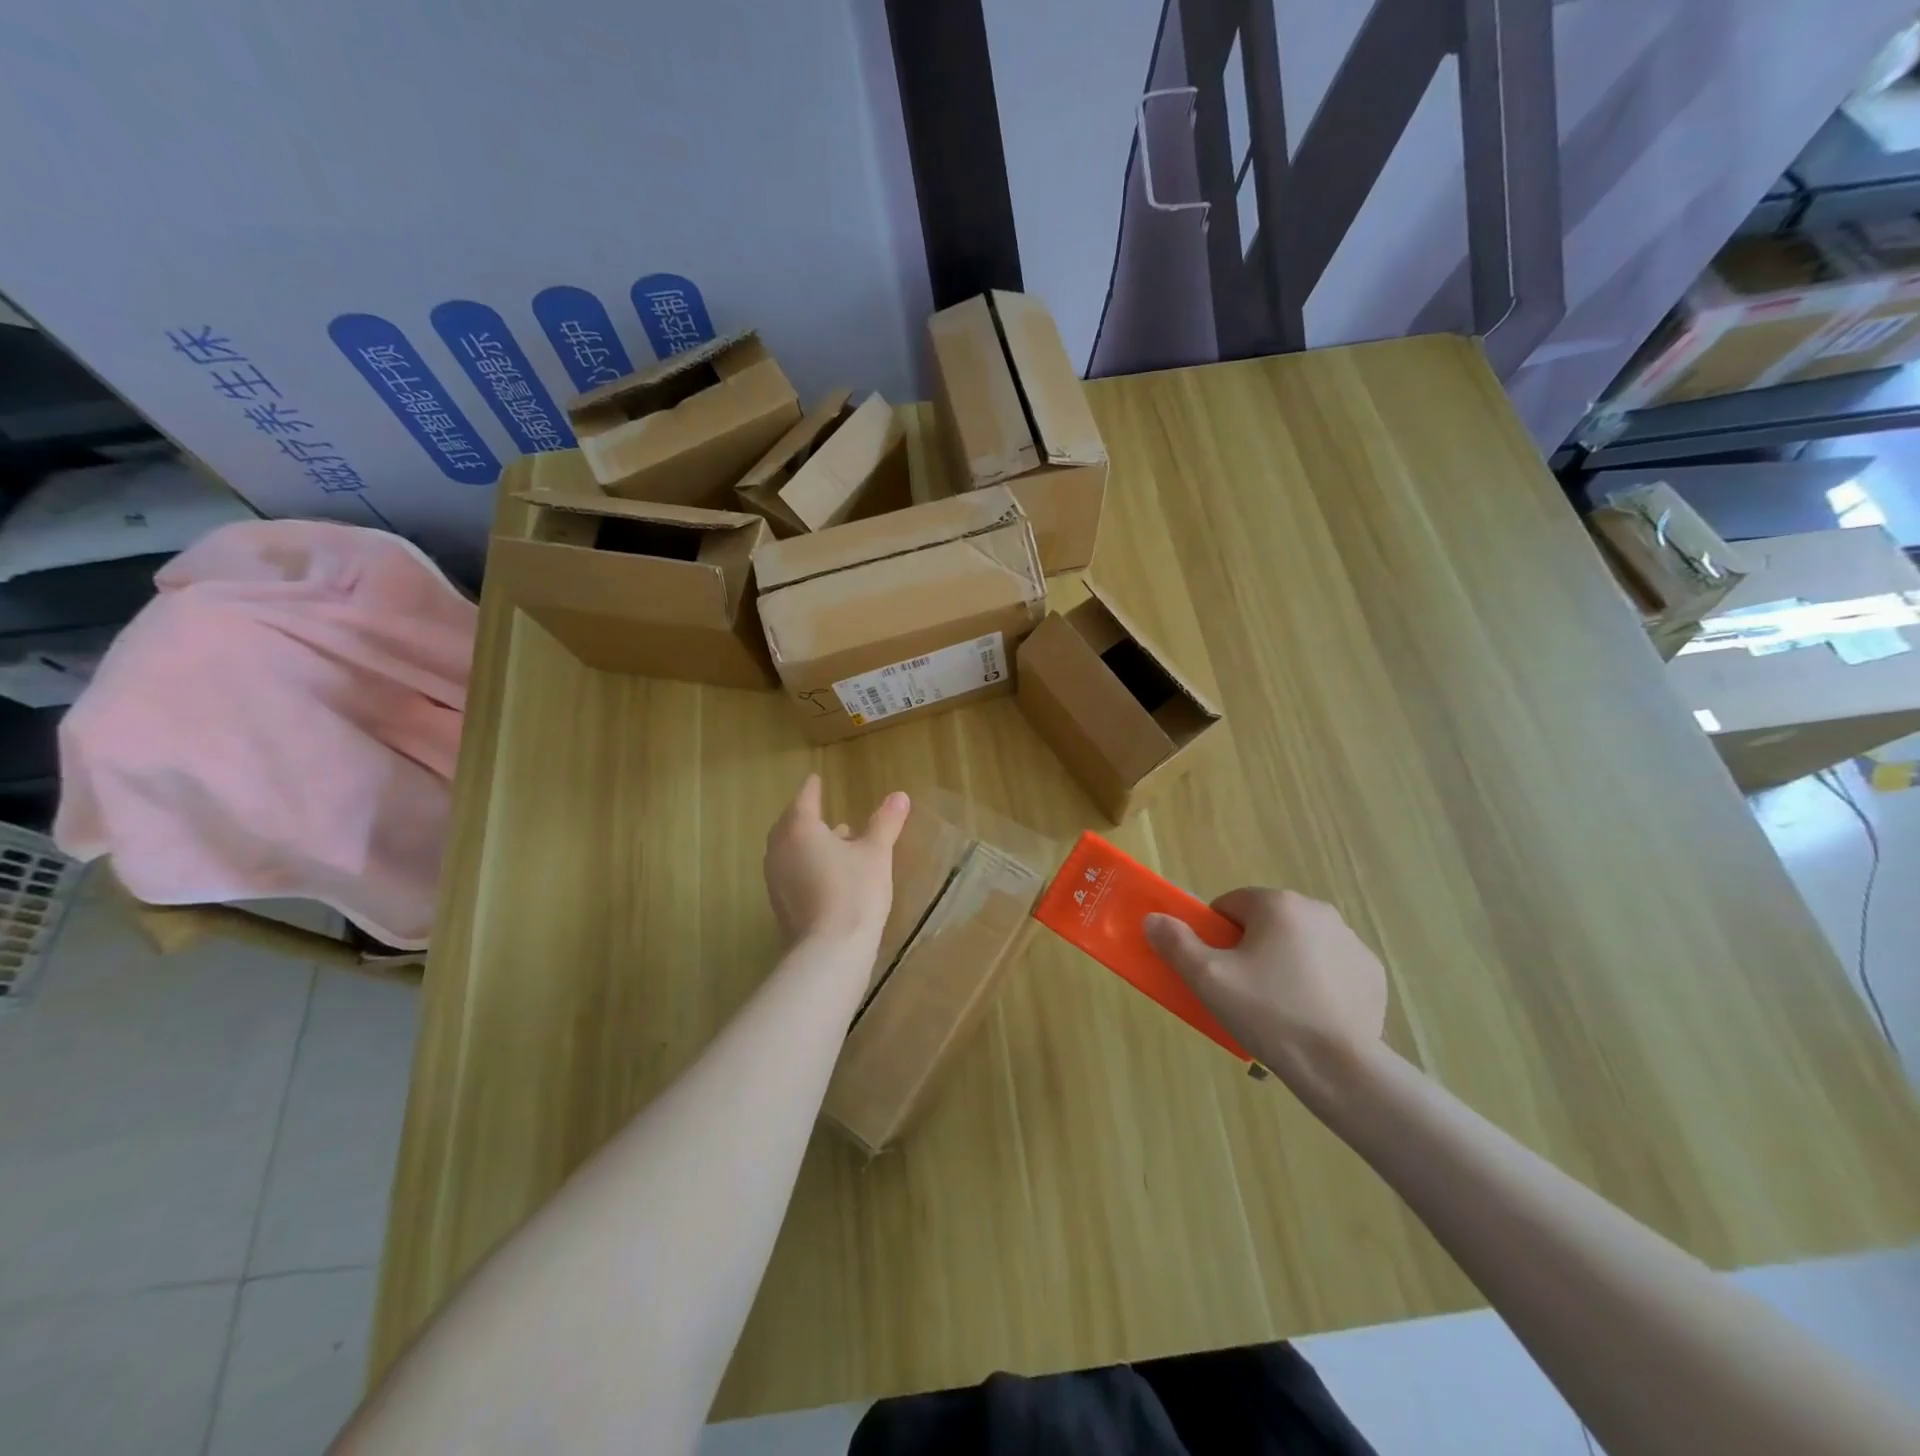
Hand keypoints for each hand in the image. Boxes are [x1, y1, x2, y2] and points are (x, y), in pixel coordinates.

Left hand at [763, 774, 909, 949]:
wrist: (829, 951)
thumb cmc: (854, 892)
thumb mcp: (876, 853)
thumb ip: (885, 823)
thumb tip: (899, 795)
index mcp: (799, 829)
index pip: (804, 798)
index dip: (812, 788)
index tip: (816, 779)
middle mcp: (780, 849)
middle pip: (790, 824)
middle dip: (806, 815)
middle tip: (819, 808)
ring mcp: (775, 879)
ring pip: (789, 849)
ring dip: (807, 841)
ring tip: (836, 839)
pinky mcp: (780, 904)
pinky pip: (791, 871)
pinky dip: (806, 863)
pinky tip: (829, 872)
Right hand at [1144, 888, 1387, 1079]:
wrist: (1340, 1067)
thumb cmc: (1268, 1013)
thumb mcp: (1208, 978)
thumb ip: (1176, 943)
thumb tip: (1152, 918)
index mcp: (1278, 904)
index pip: (1230, 906)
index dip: (1215, 936)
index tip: (1216, 970)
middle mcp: (1318, 911)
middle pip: (1266, 923)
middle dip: (1251, 949)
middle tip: (1242, 991)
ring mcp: (1351, 942)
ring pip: (1299, 944)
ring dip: (1284, 963)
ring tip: (1277, 1008)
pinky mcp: (1371, 974)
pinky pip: (1331, 968)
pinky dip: (1317, 983)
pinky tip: (1310, 1015)